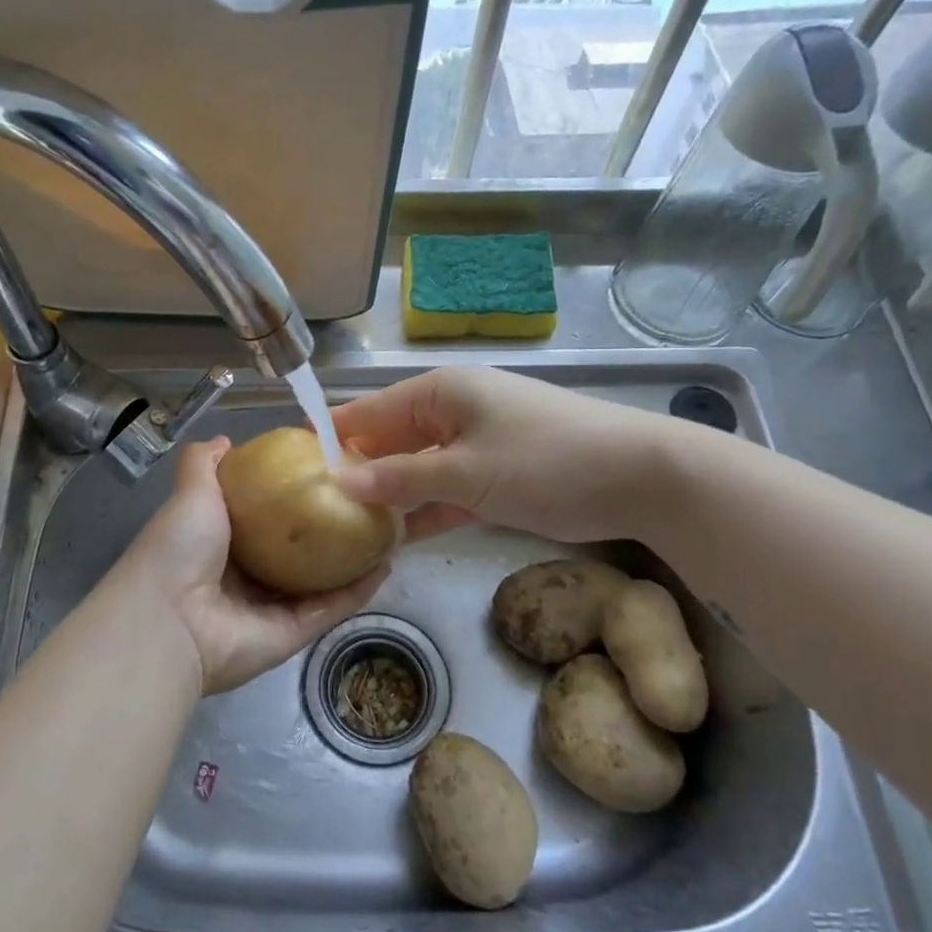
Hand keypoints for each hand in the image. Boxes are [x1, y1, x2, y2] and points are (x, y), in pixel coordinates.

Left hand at [113, 438, 387, 695]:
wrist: (172, 620)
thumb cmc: (180, 547)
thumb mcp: (191, 491)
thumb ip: (204, 464)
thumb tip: (224, 440)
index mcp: (220, 544)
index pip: (262, 517)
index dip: (289, 496)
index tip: (322, 472)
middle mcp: (246, 577)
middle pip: (295, 551)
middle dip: (325, 529)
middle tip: (363, 500)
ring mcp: (271, 609)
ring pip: (320, 581)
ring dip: (351, 559)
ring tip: (385, 529)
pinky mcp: (293, 634)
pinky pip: (331, 608)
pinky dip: (359, 590)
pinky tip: (386, 562)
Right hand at [333, 366, 685, 543]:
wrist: (638, 477)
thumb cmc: (544, 461)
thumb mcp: (465, 472)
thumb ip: (400, 478)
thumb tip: (339, 481)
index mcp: (438, 393)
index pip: (368, 411)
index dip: (330, 435)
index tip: (292, 464)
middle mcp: (450, 411)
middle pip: (388, 441)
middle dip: (356, 473)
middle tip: (314, 510)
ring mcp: (474, 444)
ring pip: (415, 470)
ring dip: (388, 498)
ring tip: (345, 530)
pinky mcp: (493, 476)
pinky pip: (444, 491)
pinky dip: (424, 511)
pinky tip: (395, 539)